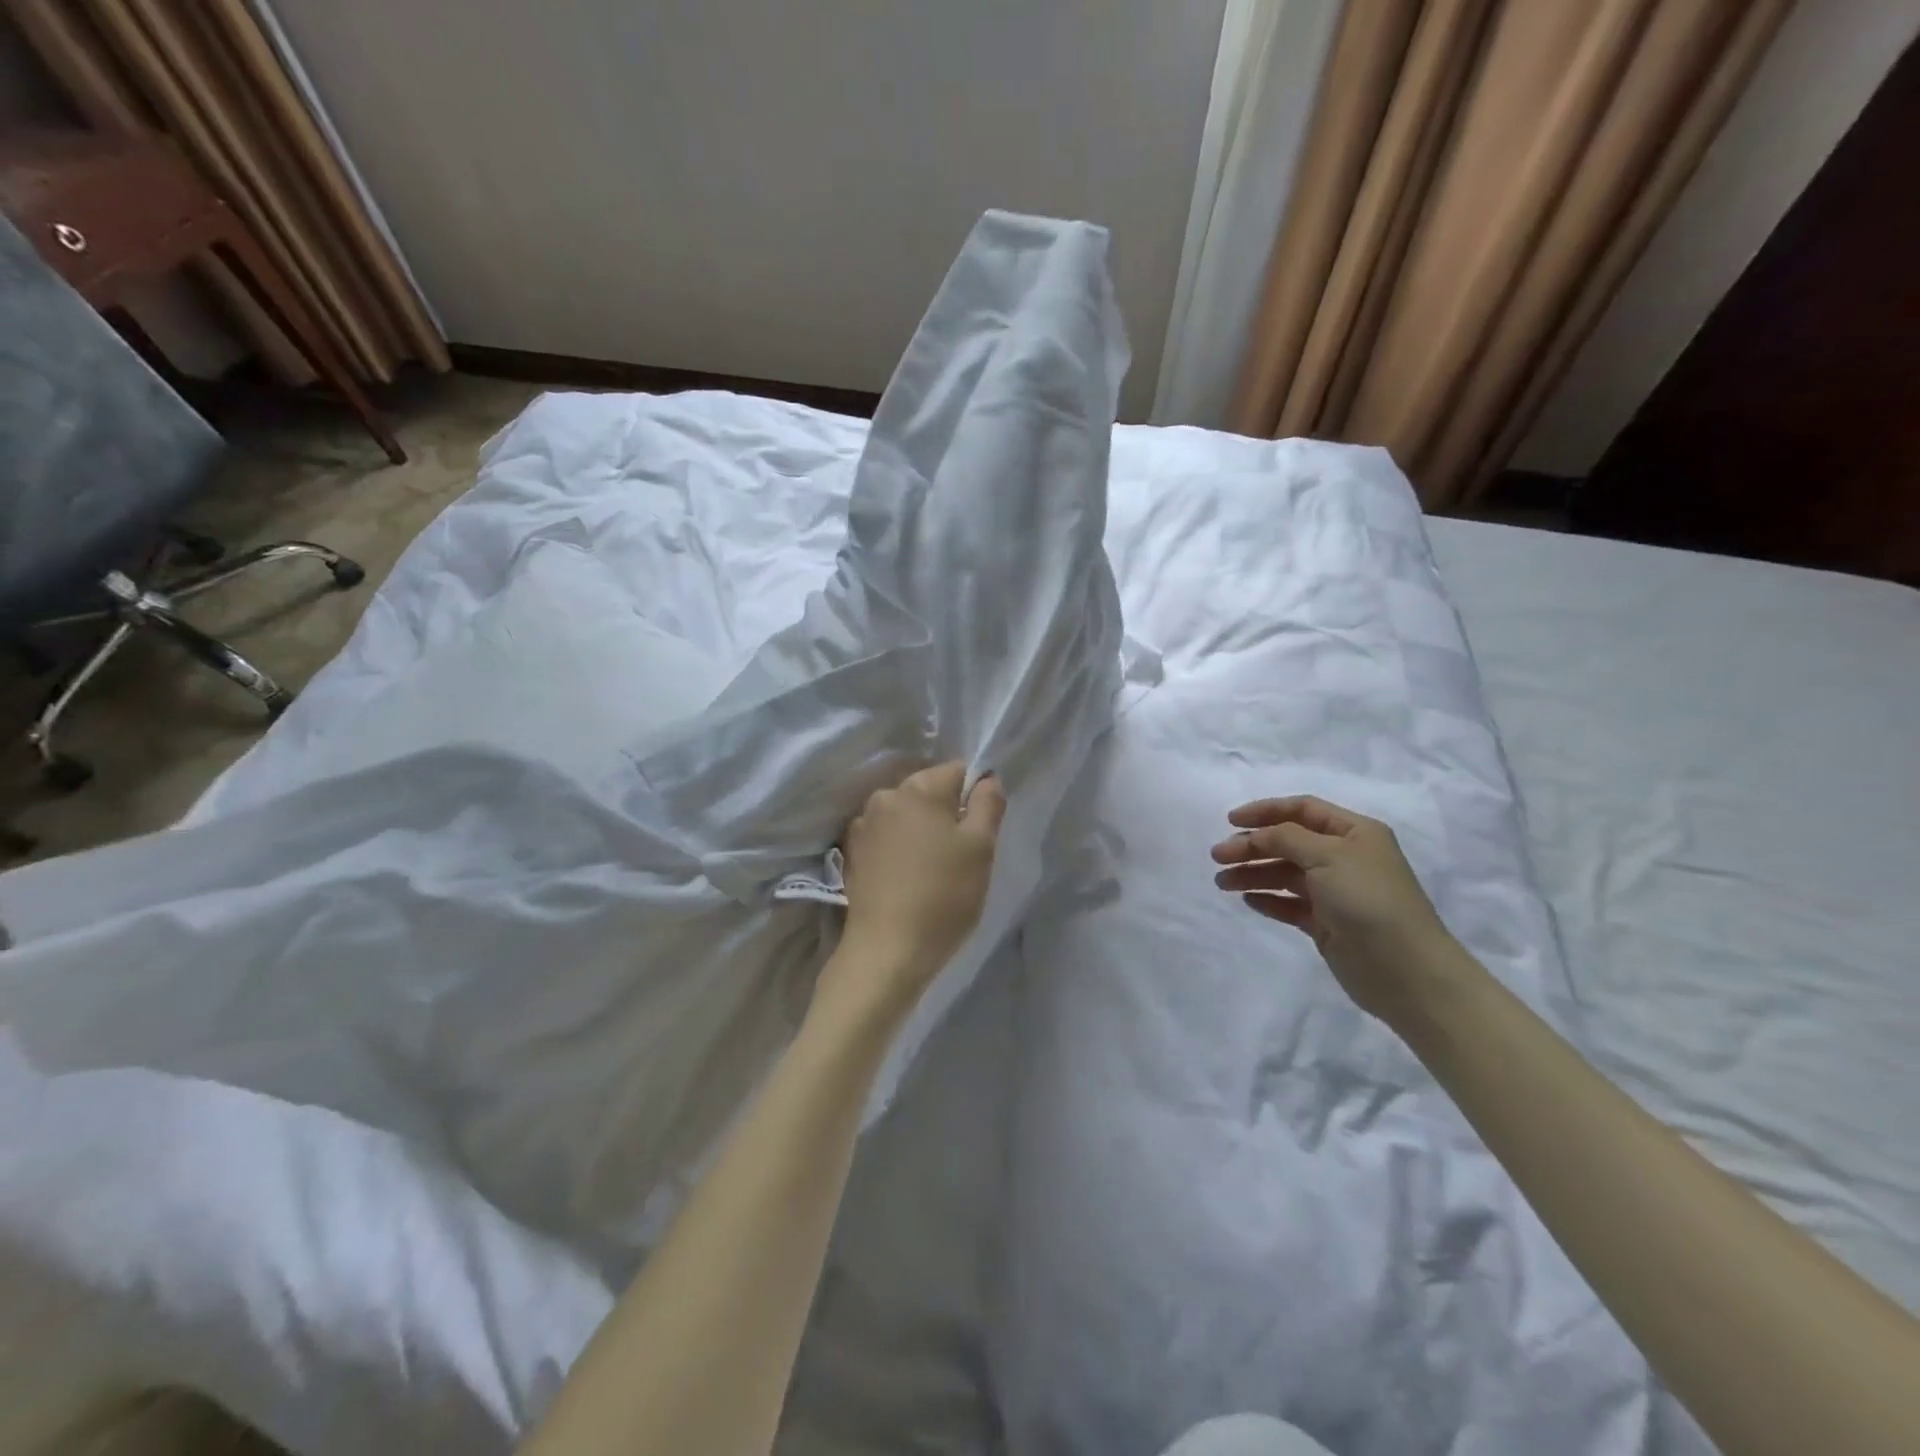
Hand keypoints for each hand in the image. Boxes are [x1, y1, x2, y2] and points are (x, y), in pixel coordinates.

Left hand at [821, 762, 1006, 1021]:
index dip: (975, 798)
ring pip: (906, 815)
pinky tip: (906, 879)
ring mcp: (863, 824)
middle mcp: (885, 795)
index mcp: (919, 787)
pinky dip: (899, 849)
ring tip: (931, 871)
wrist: (888, 950)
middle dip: (946, 814)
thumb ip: (988, 804)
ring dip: (920, 831)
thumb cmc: (943, 896)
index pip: (958, 772)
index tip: (979, 833)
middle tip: (959, 856)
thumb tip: (987, 778)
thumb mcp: (981, 848)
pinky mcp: (851, 852)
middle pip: (929, 791)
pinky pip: (886, 837)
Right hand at [1211, 795, 1463, 1025]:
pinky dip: (1268, 900)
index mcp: (1354, 833)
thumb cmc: (1369, 900)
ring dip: (1253, 874)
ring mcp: (1334, 891)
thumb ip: (1286, 838)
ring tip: (1223, 883)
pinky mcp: (1325, 923)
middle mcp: (1344, 857)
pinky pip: (1289, 904)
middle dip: (1252, 846)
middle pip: (1288, 842)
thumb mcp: (1328, 856)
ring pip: (1284, 874)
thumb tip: (1257, 835)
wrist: (1404, 970)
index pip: (1303, 810)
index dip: (1266, 811)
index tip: (1231, 821)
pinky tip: (1248, 901)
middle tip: (1218, 857)